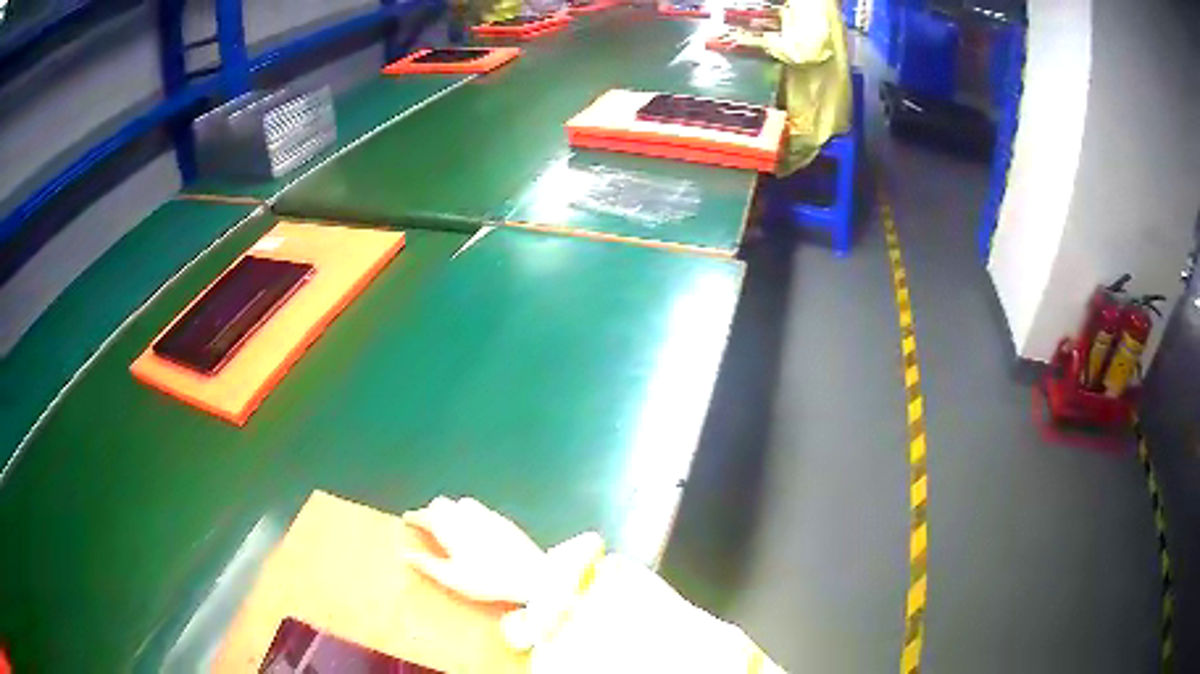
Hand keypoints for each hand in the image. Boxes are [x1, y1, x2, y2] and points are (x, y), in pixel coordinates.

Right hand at [402, 496, 547, 604]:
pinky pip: (480, 510)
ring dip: (452, 509)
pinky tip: (474, 527)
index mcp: (450, 528)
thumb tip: (405, 555)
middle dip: (432, 511)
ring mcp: (486, 515)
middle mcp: (466, 516)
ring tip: (450, 524)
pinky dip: (470, 514)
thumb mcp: (453, 578)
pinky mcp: (502, 520)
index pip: (426, 515)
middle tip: (427, 524)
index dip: (415, 517)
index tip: (407, 520)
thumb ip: (428, 565)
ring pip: (462, 503)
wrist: (530, 574)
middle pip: (442, 504)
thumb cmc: (487, 580)